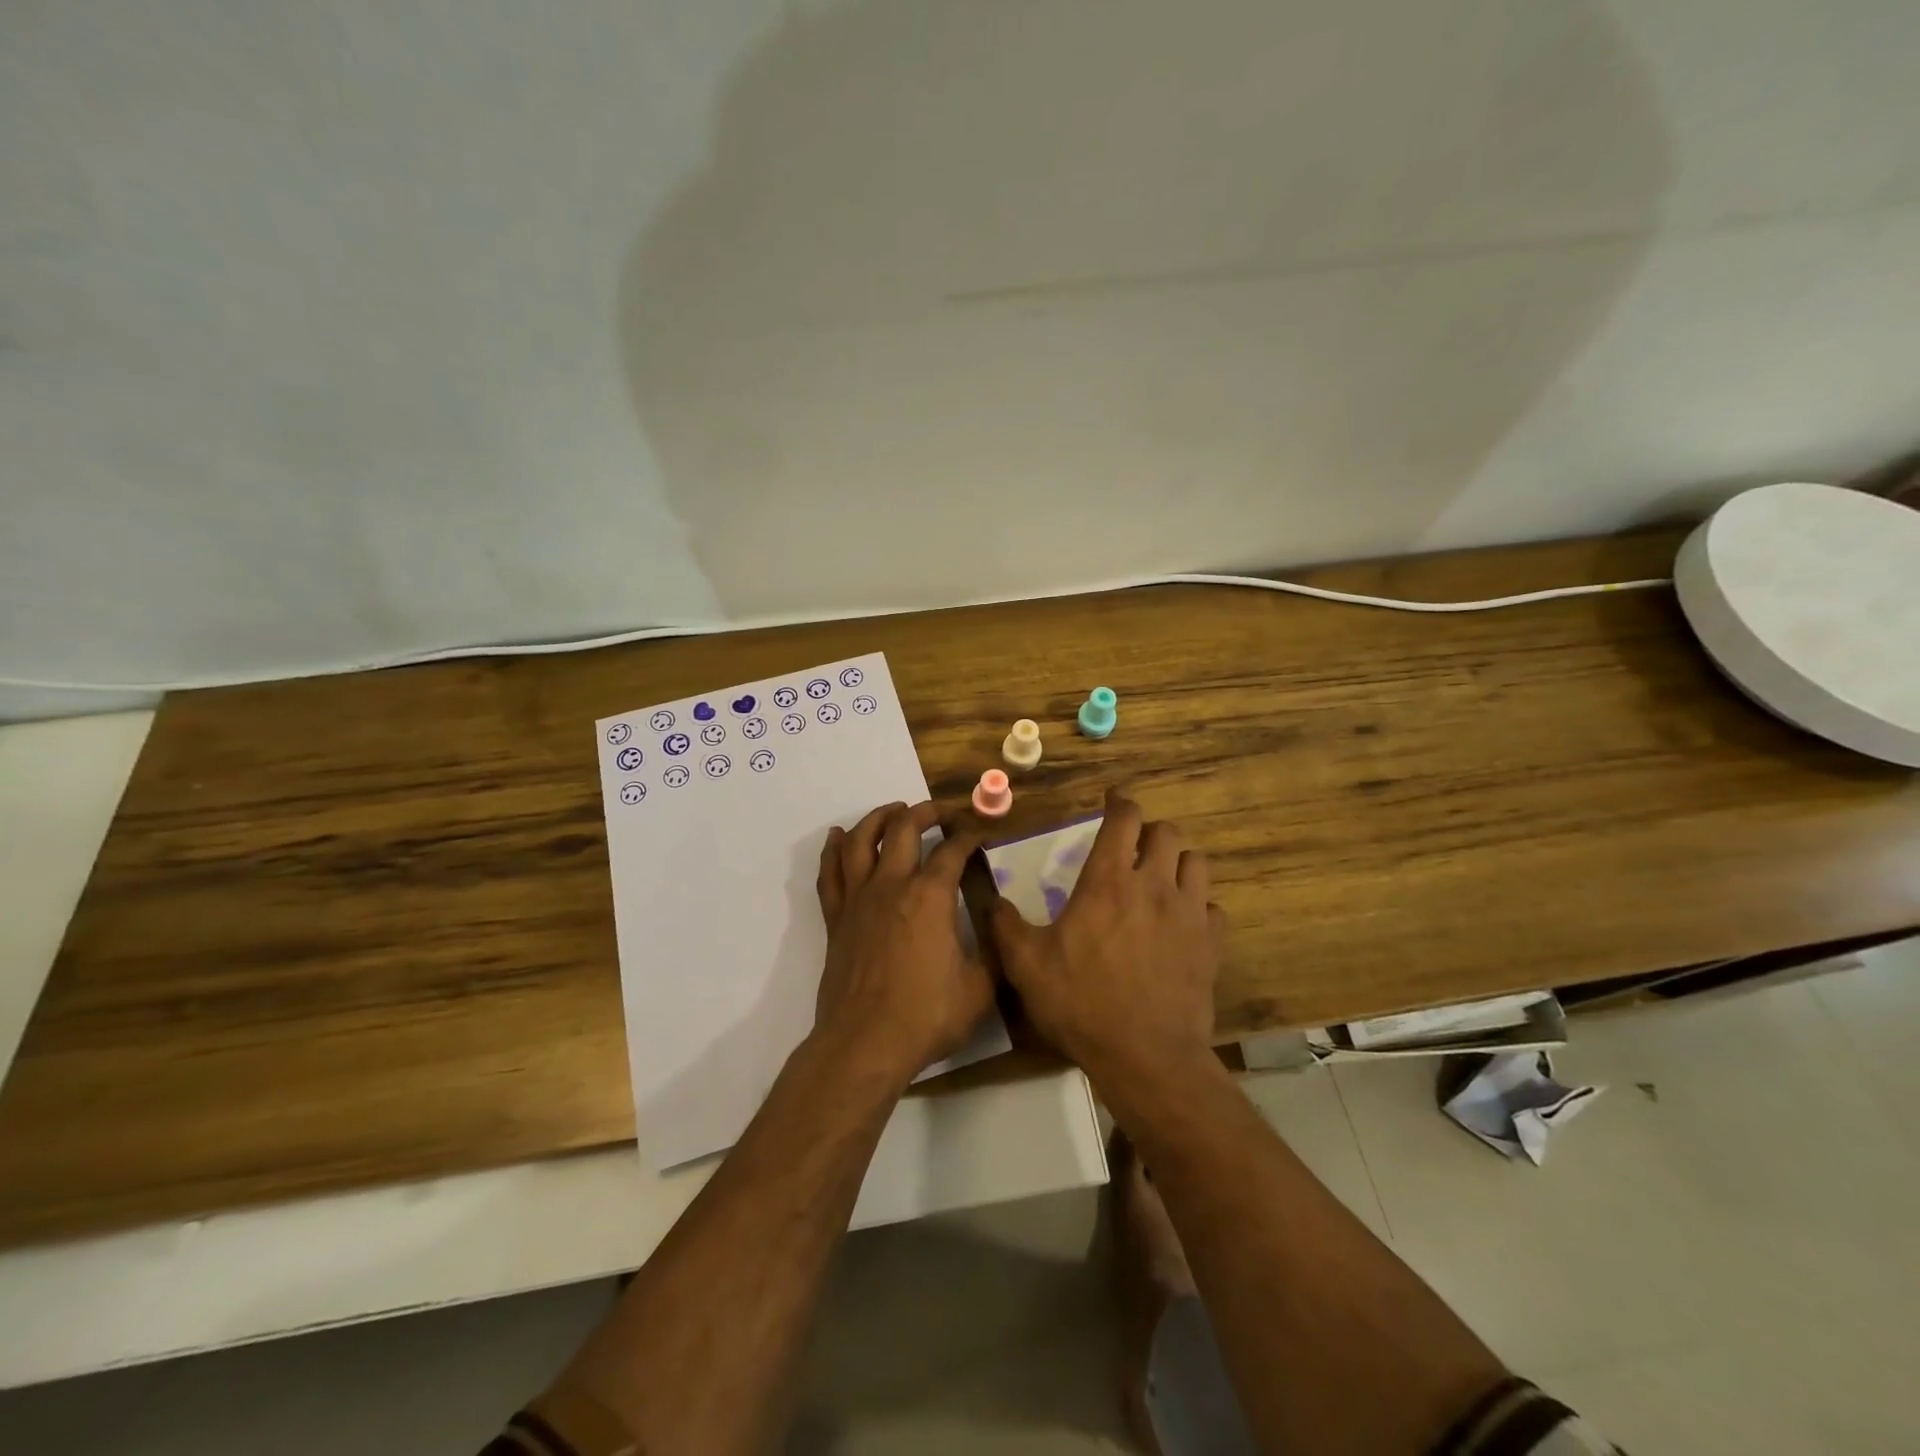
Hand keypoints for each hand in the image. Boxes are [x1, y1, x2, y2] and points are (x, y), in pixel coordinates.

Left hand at [814, 801, 993, 1088]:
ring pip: (861, 841)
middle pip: (904, 829)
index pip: (953, 850)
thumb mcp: (980, 988)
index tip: (981, 830)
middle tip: (942, 811)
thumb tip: (998, 924)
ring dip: (879, 818)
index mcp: (930, 896)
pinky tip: (839, 837)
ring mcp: (858, 900)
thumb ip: (993, 951)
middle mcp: (892, 886)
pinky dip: (834, 849)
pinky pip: (830, 873)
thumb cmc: (926, 1016)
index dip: (970, 834)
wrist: (865, 1044)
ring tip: (894, 810)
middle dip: (926, 812)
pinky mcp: (836, 919)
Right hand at [991, 789, 1224, 1082]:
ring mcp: (1189, 914)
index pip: (1124, 819)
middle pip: (1167, 833)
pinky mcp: (1211, 945)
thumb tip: (991, 901)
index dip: (1119, 802)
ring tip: (1161, 878)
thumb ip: (1006, 926)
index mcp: (1109, 881)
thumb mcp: (1026, 965)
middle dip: (1149, 832)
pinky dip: (1199, 906)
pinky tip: (1183, 923)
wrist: (1145, 1056)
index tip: (1112, 801)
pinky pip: (1213, 908)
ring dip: (1178, 862)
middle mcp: (1154, 886)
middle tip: (1132, 847)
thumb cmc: (1081, 1003)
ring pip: (1196, 863)